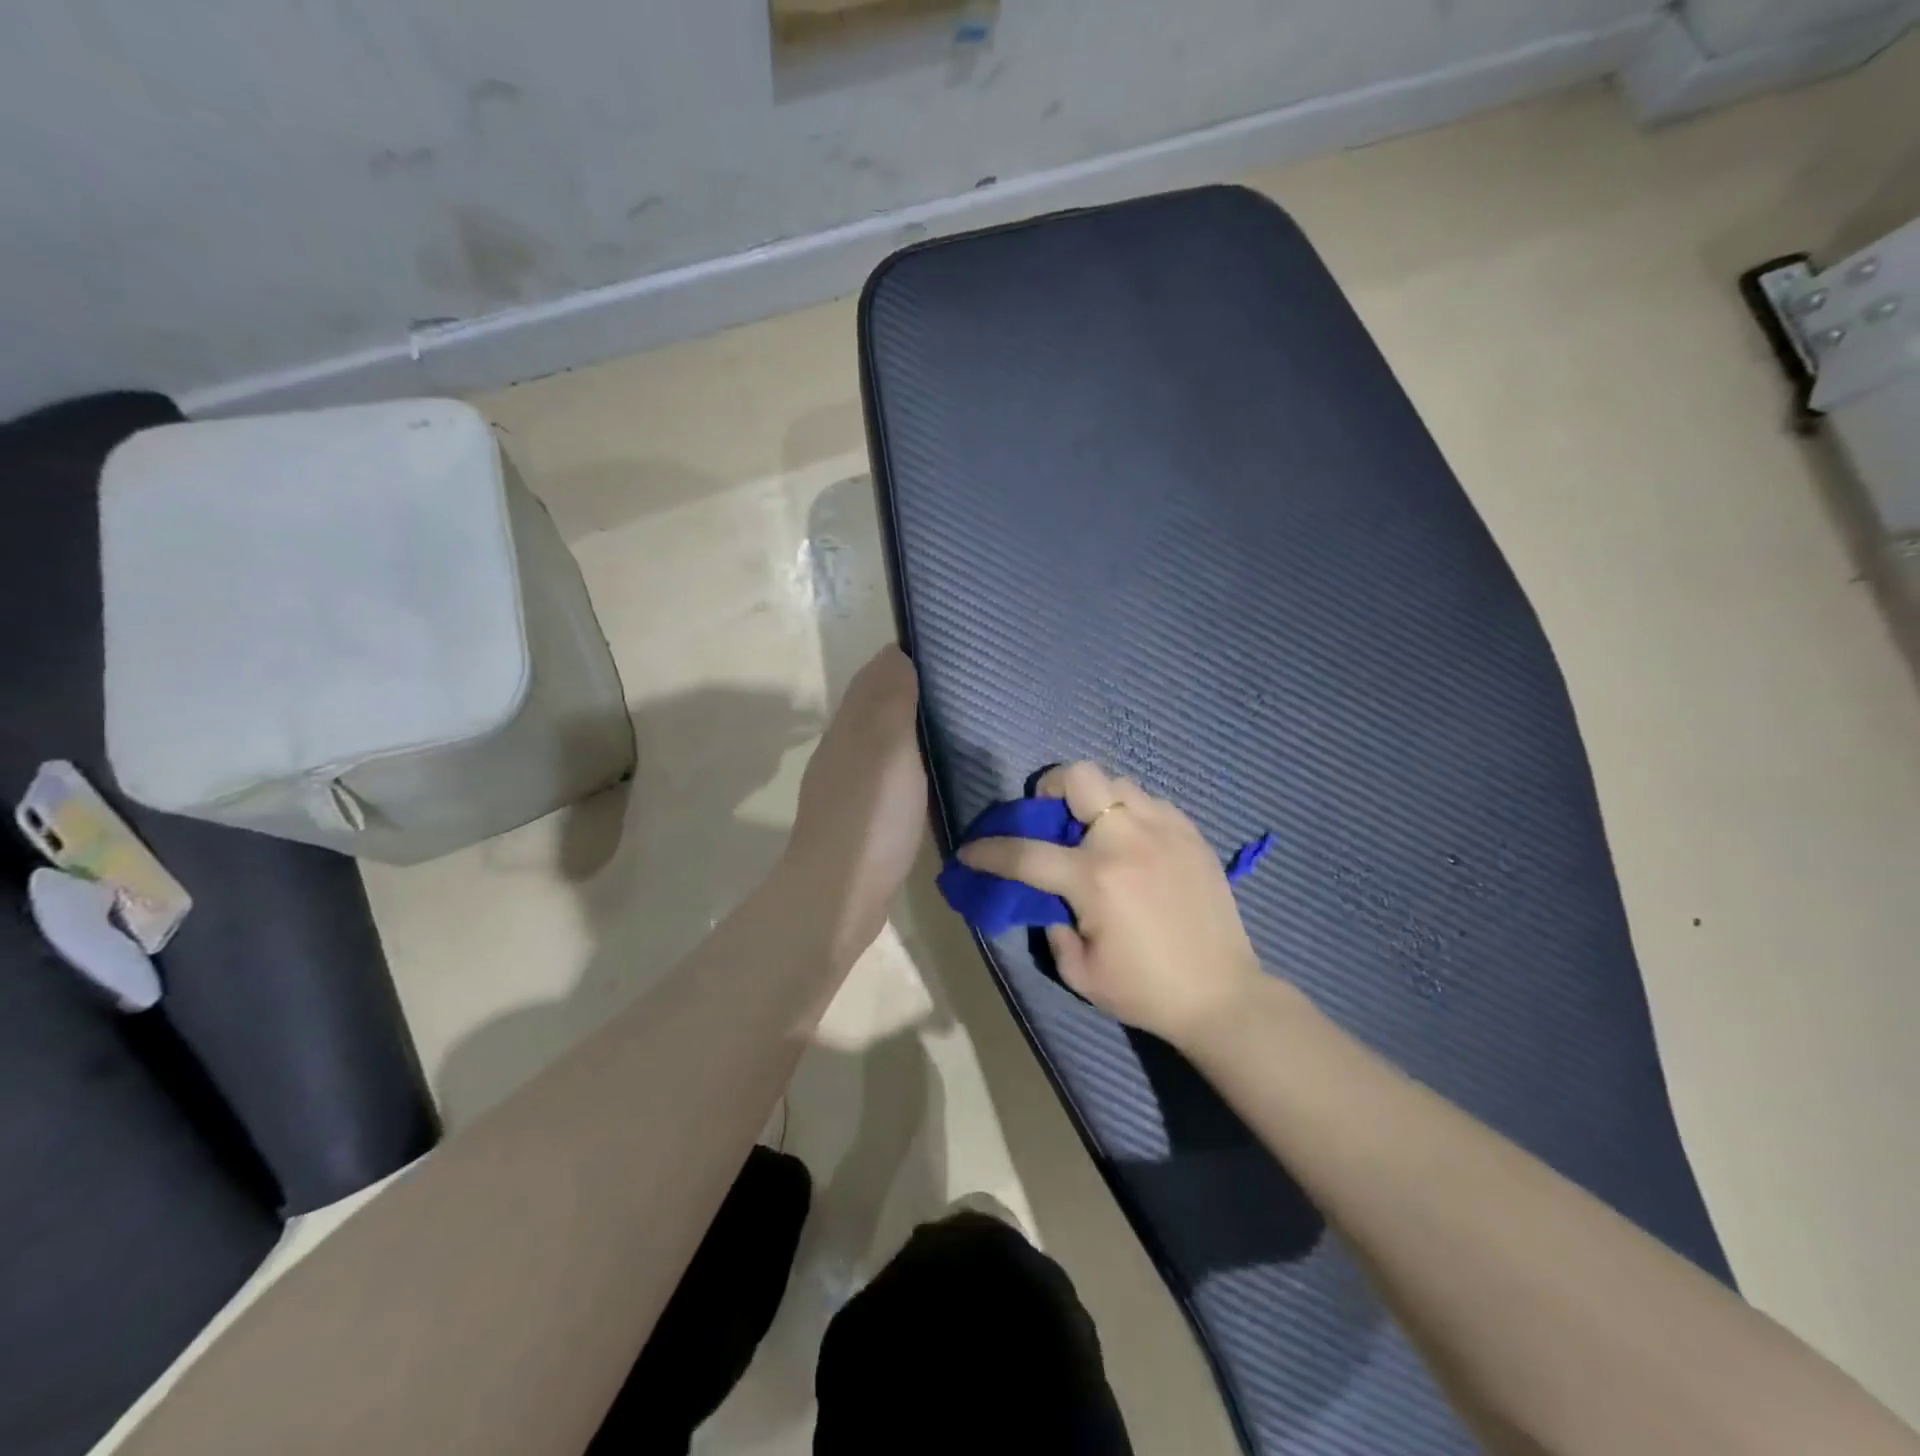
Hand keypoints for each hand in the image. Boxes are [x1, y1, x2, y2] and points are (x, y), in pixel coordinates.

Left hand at [784, 646, 927, 963]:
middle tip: (964, 687)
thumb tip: (897, 652)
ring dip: (911, 728)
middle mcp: (845, 748)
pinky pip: (888, 774)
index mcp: (851, 725)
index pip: (876, 673)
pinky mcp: (861, 817)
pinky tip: (932, 774)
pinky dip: (909, 763)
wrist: (838, 895)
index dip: (908, 658)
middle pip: (877, 705)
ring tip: (957, 725)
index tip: (951, 652)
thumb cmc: (870, 817)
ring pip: (882, 741)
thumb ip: (891, 699)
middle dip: (911, 689)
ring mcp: (850, 785)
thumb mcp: (887, 747)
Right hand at [958, 762, 1265, 1049]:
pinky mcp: (1192, 834)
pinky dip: (1132, 813)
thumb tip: (1047, 896)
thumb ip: (1051, 925)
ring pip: (1117, 782)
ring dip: (1095, 800)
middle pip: (1079, 776)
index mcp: (1095, 878)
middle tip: (1051, 815)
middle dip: (1051, 787)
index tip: (971, 851)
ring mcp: (1165, 830)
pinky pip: (1151, 802)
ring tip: (1096, 830)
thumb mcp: (1079, 972)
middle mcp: (1127, 840)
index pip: (1024, 852)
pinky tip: (1135, 845)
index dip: (988, 851)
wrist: (1222, 995)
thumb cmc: (1146, 990)